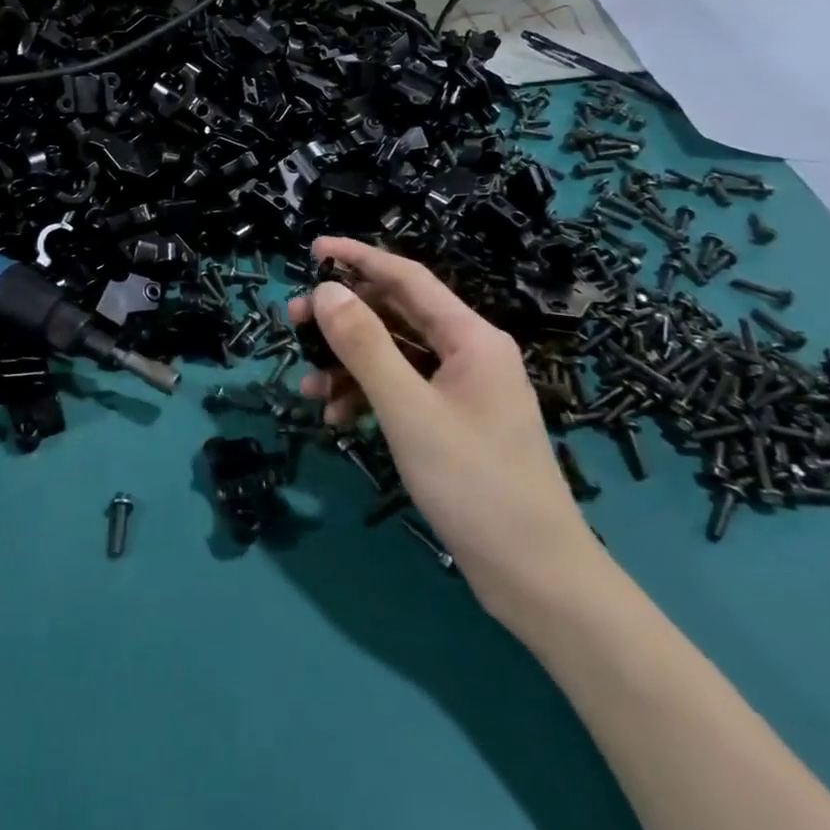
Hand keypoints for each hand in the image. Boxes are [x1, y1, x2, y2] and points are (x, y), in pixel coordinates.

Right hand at [292, 238, 600, 614]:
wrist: (536, 579)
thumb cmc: (474, 485)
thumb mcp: (409, 411)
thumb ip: (365, 347)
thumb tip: (326, 292)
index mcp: (471, 338)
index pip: (407, 278)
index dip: (359, 258)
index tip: (314, 250)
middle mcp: (469, 354)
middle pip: (396, 315)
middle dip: (344, 318)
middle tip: (294, 323)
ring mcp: (462, 390)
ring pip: (393, 356)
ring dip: (348, 365)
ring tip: (307, 386)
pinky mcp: (452, 422)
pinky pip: (401, 390)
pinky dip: (366, 396)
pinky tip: (338, 418)